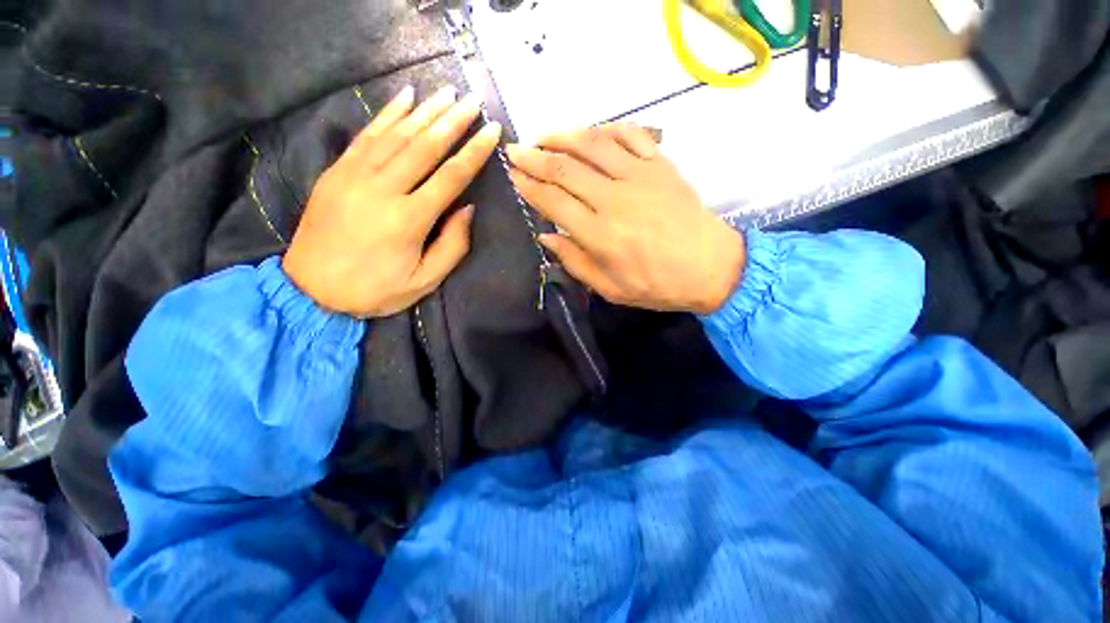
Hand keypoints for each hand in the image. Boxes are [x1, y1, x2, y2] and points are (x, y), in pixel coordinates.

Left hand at [283, 85, 501, 316]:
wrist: (311, 289)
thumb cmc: (375, 289)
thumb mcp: (424, 280)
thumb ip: (452, 246)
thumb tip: (468, 209)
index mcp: (410, 219)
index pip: (451, 177)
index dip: (474, 152)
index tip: (491, 130)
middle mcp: (384, 189)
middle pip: (425, 147)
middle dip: (453, 121)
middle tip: (473, 101)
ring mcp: (355, 176)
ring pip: (397, 134)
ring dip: (425, 111)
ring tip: (447, 93)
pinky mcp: (337, 171)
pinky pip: (366, 135)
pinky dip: (388, 114)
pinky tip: (404, 97)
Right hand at [506, 124, 744, 313]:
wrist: (711, 267)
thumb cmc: (657, 285)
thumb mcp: (610, 288)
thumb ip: (575, 262)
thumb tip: (546, 237)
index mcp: (600, 235)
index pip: (553, 202)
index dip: (529, 187)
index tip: (513, 176)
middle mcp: (615, 199)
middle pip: (565, 168)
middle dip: (534, 157)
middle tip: (515, 150)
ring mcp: (640, 176)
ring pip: (592, 144)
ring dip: (562, 135)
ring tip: (544, 136)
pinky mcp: (661, 164)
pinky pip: (630, 135)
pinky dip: (606, 129)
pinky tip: (591, 133)